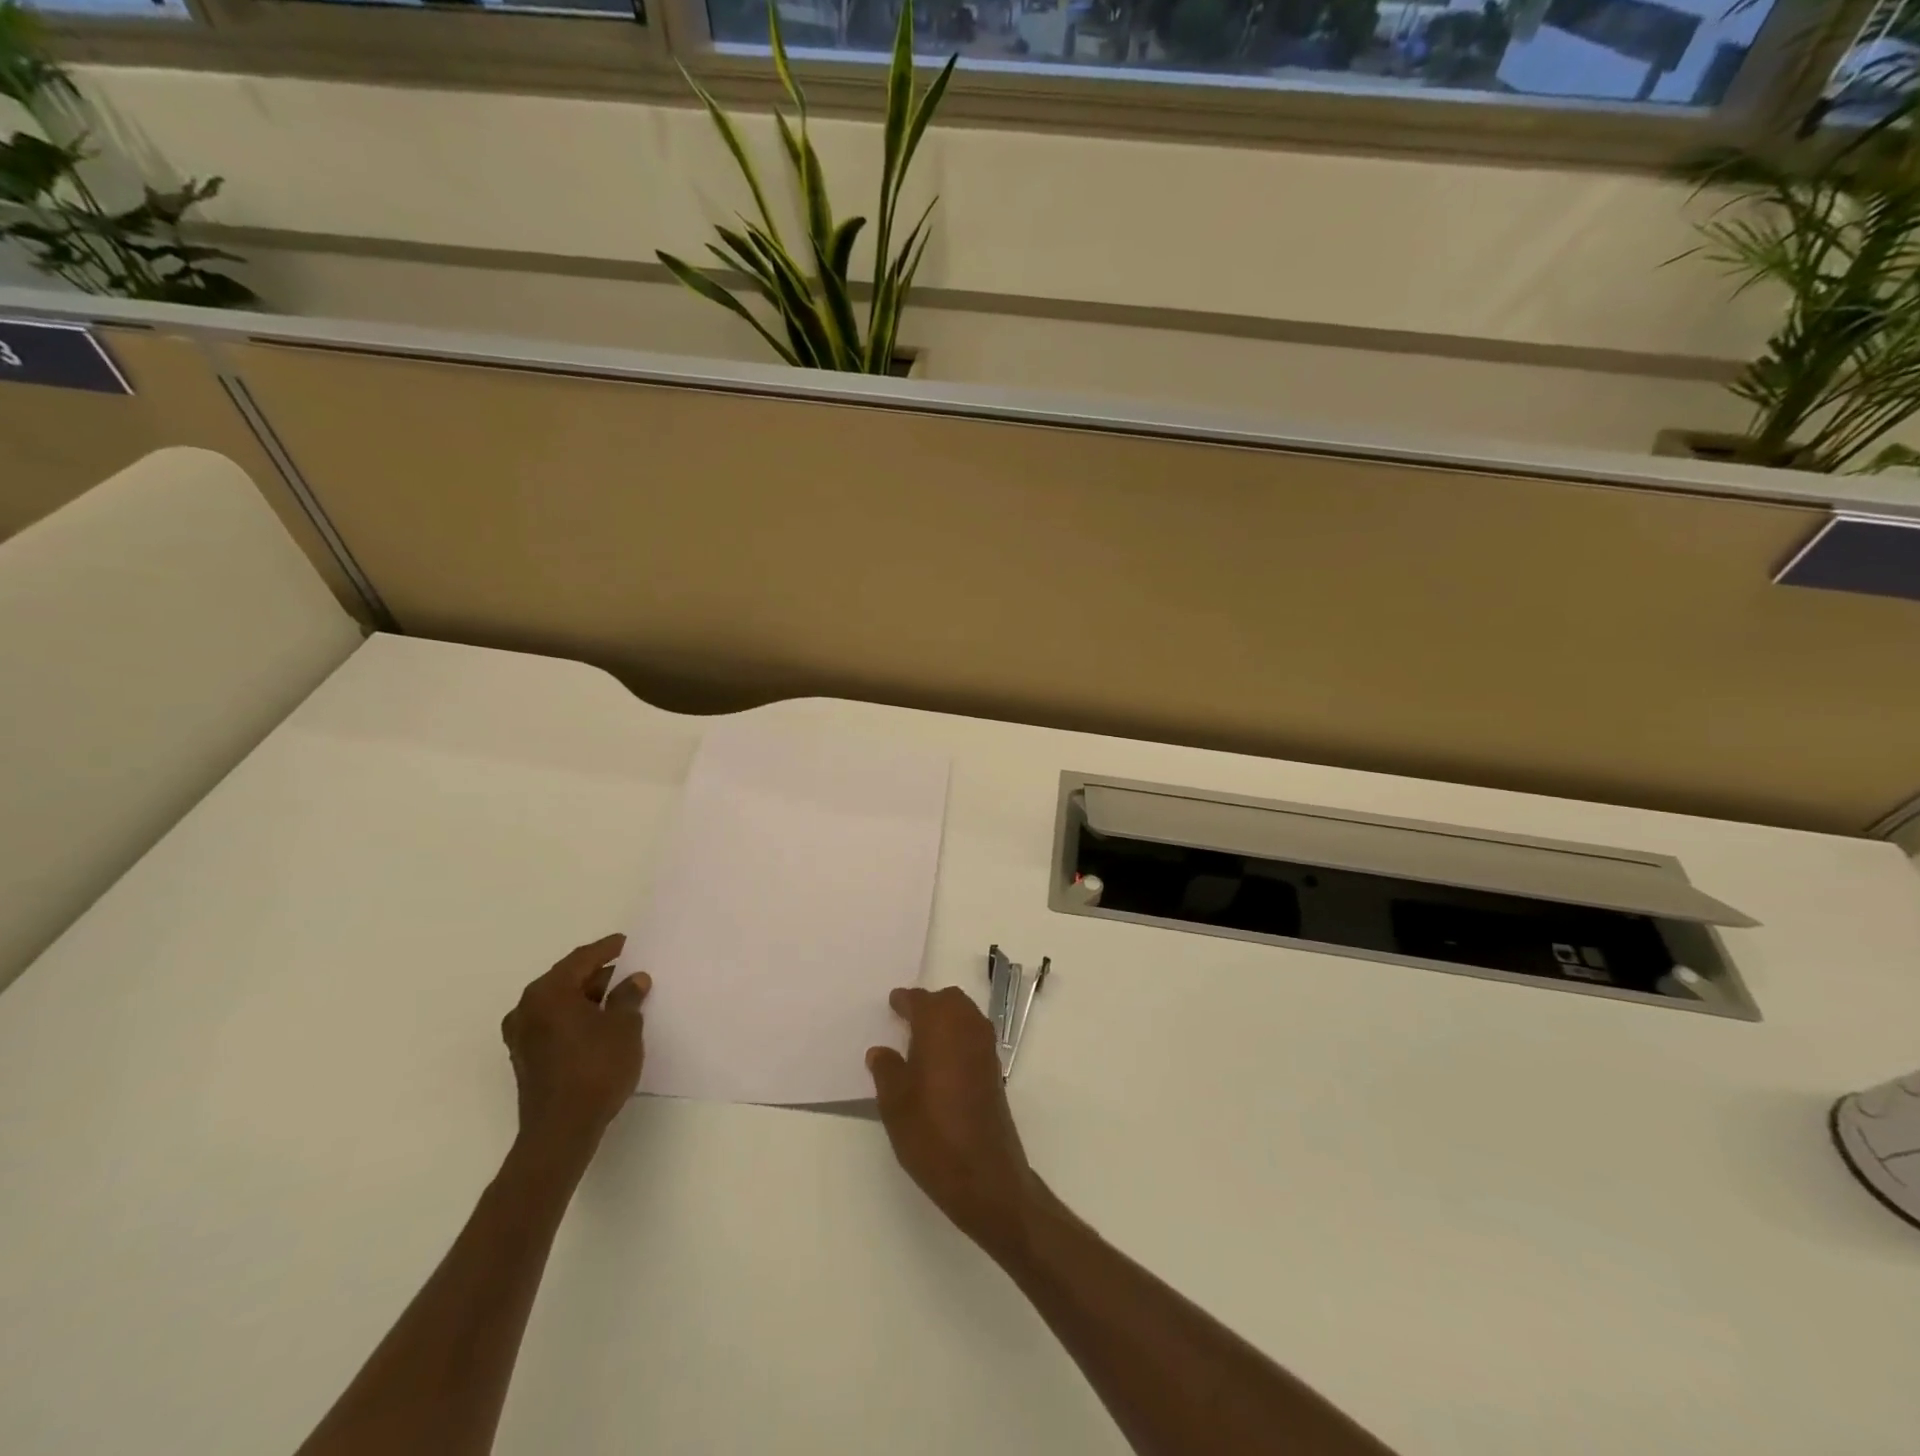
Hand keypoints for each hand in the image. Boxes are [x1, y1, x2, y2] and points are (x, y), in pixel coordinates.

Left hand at [501, 934, 649, 1157]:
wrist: (561, 1131)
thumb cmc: (595, 1068)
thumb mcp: (624, 1026)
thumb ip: (628, 997)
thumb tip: (633, 980)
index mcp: (548, 992)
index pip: (582, 959)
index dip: (608, 949)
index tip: (628, 943)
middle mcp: (527, 1008)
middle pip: (567, 980)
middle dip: (598, 975)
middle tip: (628, 971)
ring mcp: (522, 1036)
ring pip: (560, 1004)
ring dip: (587, 998)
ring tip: (620, 998)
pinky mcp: (525, 1058)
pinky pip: (554, 1024)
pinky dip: (576, 1018)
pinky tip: (601, 1024)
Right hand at [867, 986, 1039, 1260]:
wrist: (983, 1174)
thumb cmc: (931, 1132)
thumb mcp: (894, 1103)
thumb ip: (886, 1070)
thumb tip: (880, 1051)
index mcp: (940, 1026)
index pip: (920, 1000)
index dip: (904, 1001)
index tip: (892, 1003)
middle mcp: (967, 1027)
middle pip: (949, 1000)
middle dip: (929, 1004)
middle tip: (906, 1019)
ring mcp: (985, 1048)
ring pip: (965, 1016)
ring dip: (946, 1019)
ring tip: (921, 1040)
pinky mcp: (994, 1070)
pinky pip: (974, 1037)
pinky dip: (958, 1037)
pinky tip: (941, 1061)